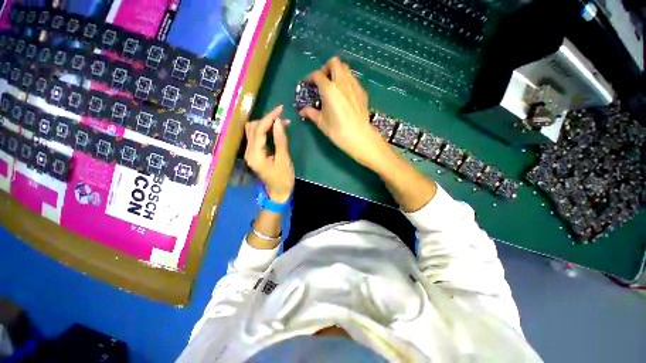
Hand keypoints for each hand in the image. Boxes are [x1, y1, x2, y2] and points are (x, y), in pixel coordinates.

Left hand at [244, 105, 294, 202]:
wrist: (278, 193)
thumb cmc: (283, 179)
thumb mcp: (284, 160)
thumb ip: (280, 140)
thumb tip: (278, 122)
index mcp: (255, 155)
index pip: (259, 130)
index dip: (269, 117)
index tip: (281, 109)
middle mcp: (248, 152)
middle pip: (252, 127)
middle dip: (267, 119)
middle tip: (283, 118)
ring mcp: (250, 153)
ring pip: (253, 131)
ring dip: (265, 124)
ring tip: (281, 123)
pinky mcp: (254, 154)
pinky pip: (257, 137)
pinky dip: (265, 131)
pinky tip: (275, 130)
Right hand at [299, 57, 388, 170]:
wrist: (359, 137)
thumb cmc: (337, 130)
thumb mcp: (321, 122)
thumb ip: (311, 113)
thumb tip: (302, 111)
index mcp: (329, 89)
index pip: (317, 75)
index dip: (310, 77)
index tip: (308, 84)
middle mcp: (342, 82)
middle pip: (334, 63)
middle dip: (326, 68)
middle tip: (323, 82)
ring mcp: (354, 85)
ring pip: (346, 69)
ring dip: (337, 73)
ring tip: (333, 87)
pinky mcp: (362, 92)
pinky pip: (353, 79)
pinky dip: (346, 81)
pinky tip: (344, 95)